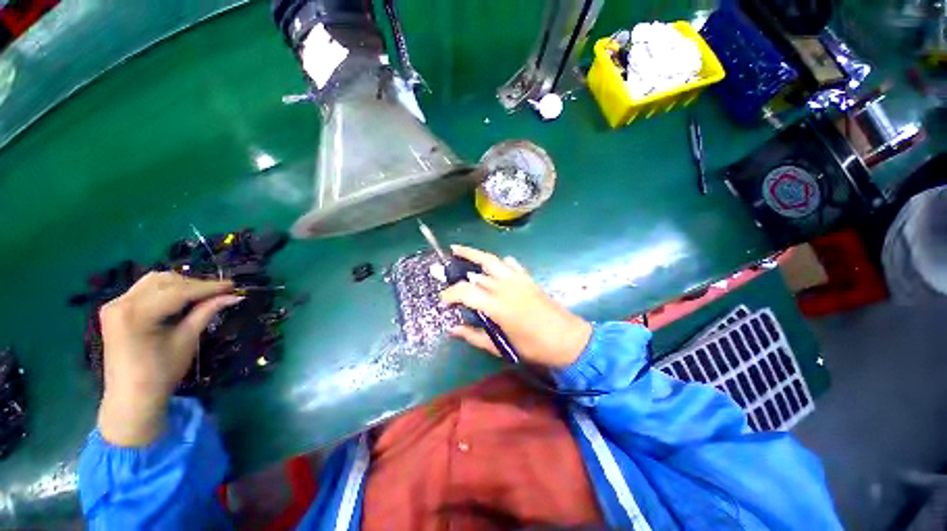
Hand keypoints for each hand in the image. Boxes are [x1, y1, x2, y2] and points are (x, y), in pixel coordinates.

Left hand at [97, 272, 241, 446]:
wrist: (132, 397)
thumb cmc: (162, 373)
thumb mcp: (187, 340)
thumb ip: (207, 312)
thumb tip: (234, 296)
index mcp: (136, 314)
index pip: (178, 291)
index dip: (208, 287)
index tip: (234, 285)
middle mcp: (121, 303)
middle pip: (165, 281)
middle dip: (195, 284)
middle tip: (220, 292)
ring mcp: (115, 305)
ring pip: (154, 282)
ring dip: (181, 285)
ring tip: (203, 295)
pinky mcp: (116, 309)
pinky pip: (145, 290)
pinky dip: (166, 291)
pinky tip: (181, 300)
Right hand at [441, 246, 591, 367]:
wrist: (568, 339)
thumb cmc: (533, 347)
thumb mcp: (501, 347)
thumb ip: (474, 336)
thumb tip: (453, 329)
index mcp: (496, 305)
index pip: (465, 291)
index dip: (450, 295)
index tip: (444, 302)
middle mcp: (504, 286)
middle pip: (476, 271)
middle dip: (457, 268)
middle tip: (444, 267)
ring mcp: (517, 279)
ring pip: (491, 260)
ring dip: (474, 253)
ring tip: (459, 250)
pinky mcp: (527, 278)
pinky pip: (510, 264)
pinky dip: (499, 262)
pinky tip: (494, 265)